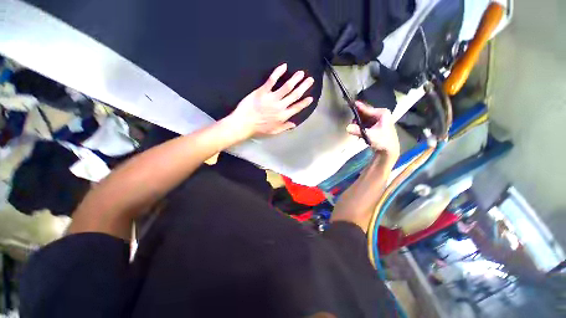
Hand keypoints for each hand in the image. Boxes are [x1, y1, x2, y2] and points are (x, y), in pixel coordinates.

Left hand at [227, 63, 313, 137]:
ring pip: (287, 87)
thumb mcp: (273, 131)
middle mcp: (280, 107)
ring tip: (301, 73)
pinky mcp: (262, 92)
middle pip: (294, 95)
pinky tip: (284, 66)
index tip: (311, 98)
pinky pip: (271, 81)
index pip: (297, 108)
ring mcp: (272, 99)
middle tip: (310, 80)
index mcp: (283, 116)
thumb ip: (284, 127)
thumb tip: (294, 124)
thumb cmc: (258, 129)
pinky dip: (278, 73)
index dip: (304, 103)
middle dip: (303, 87)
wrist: (244, 124)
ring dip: (295, 79)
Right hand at [346, 101, 399, 160]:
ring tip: (353, 126)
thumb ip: (358, 131)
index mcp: (382, 113)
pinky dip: (360, 125)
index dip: (357, 107)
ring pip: (364, 117)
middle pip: (365, 112)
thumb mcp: (370, 135)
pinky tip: (357, 129)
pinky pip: (365, 122)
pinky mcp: (375, 124)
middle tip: (349, 119)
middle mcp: (380, 113)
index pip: (367, 109)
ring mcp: (378, 119)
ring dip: (357, 122)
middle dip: (357, 116)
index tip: (350, 102)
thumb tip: (347, 127)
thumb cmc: (383, 141)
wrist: (389, 150)